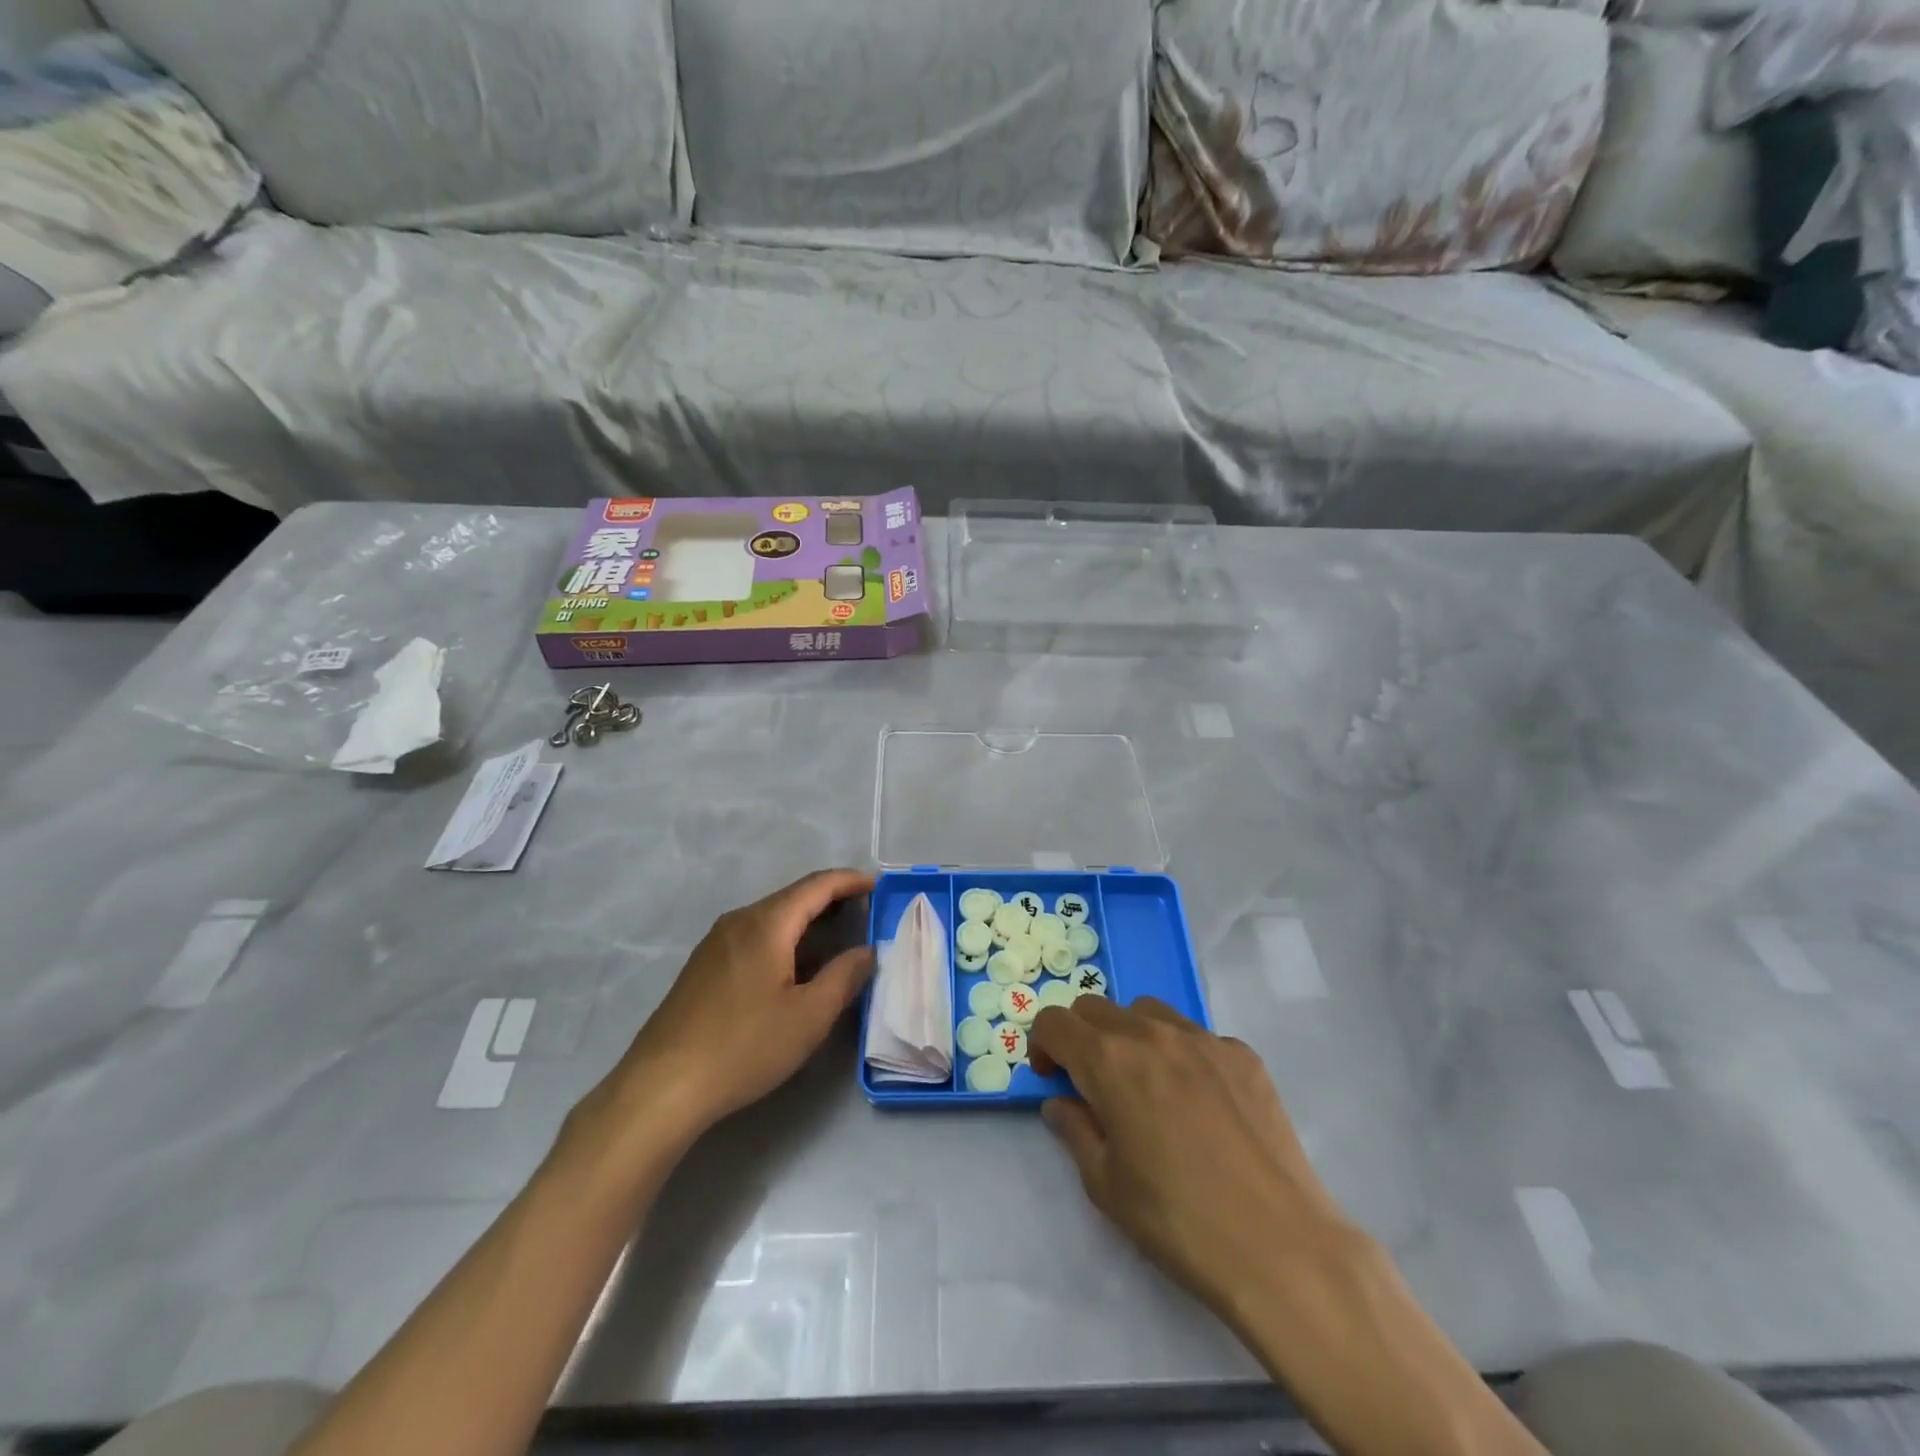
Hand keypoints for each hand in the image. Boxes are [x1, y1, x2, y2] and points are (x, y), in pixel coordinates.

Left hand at [588, 868, 876, 1146]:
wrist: (662, 1086)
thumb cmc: (744, 1046)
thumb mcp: (809, 1016)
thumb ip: (845, 976)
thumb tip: (867, 950)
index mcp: (767, 923)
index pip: (817, 885)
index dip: (850, 881)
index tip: (878, 885)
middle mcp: (739, 921)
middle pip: (793, 897)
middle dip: (831, 899)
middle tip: (864, 912)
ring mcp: (716, 942)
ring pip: (772, 917)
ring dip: (807, 920)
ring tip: (836, 937)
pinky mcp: (703, 966)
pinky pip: (754, 935)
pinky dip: (784, 937)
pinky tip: (793, 965)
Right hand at [1029, 996, 1356, 1330]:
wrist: (1280, 1246)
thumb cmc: (1178, 1220)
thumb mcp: (1106, 1185)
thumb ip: (1075, 1131)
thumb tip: (1061, 1104)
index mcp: (1109, 1060)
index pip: (1055, 1021)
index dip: (1042, 1045)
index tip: (1052, 1078)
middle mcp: (1152, 1034)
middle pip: (1097, 1008)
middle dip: (1081, 1036)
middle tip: (1092, 1082)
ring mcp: (1203, 1039)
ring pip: (1148, 1012)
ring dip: (1130, 1035)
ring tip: (1146, 1084)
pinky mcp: (1243, 1055)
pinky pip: (1197, 1037)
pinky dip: (1181, 1055)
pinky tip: (1199, 1103)